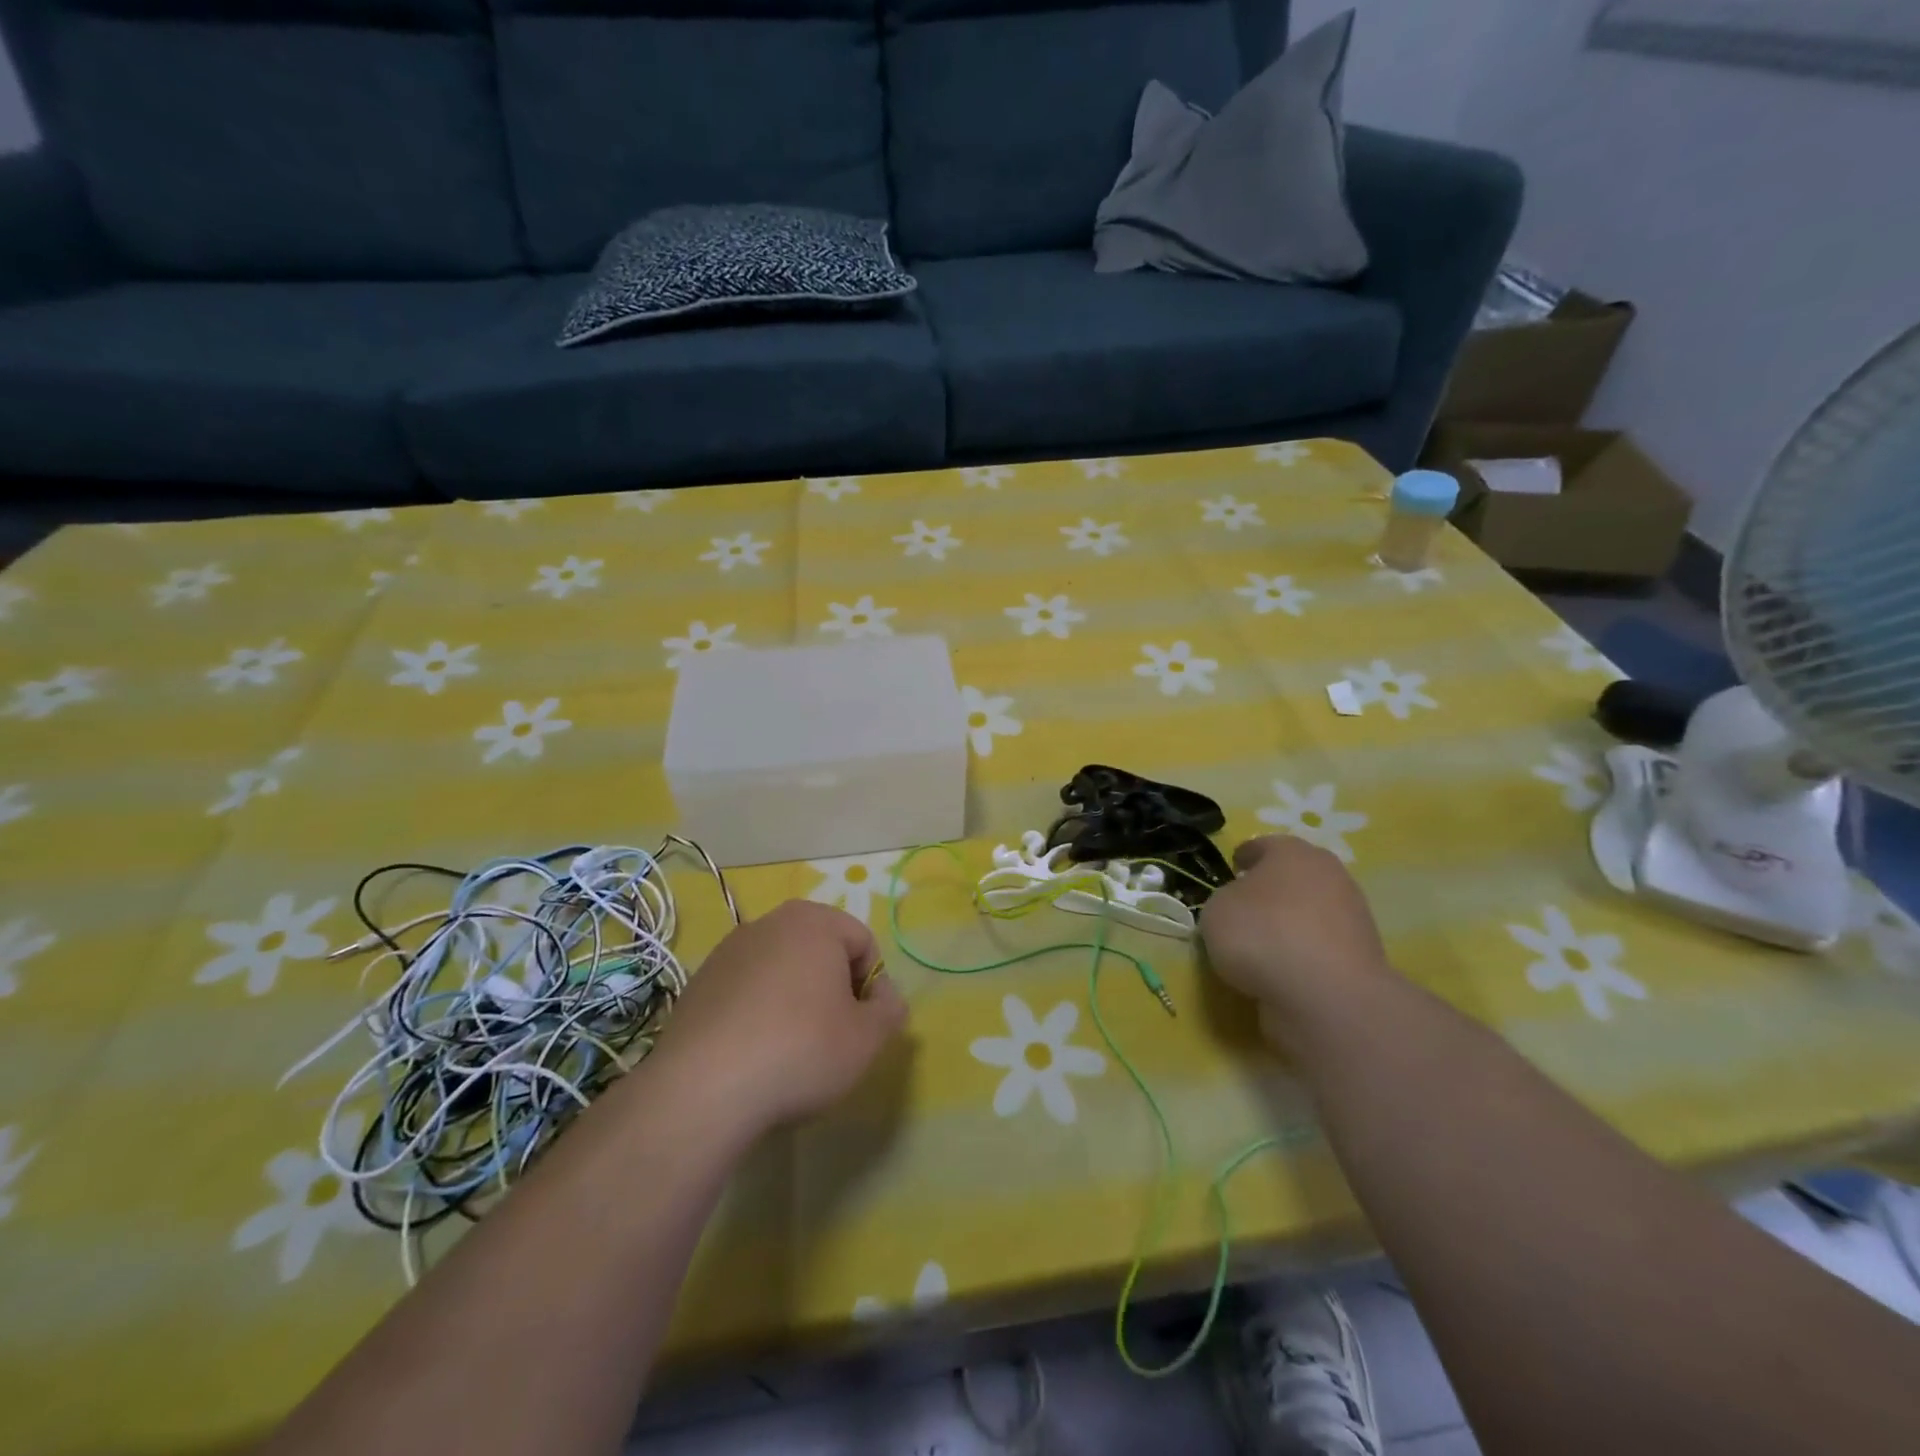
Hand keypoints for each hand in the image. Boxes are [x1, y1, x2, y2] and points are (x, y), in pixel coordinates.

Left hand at [651, 899, 907, 1135]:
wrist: (703, 1089)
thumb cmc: (801, 1051)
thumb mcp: (867, 1038)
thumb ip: (890, 1010)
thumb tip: (885, 996)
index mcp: (814, 922)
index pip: (863, 943)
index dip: (871, 986)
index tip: (861, 1025)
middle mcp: (769, 922)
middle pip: (821, 951)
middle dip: (832, 989)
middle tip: (831, 1037)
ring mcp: (728, 950)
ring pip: (782, 970)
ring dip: (795, 1000)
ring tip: (789, 1049)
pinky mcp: (699, 982)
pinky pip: (746, 990)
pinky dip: (758, 1012)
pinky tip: (753, 1053)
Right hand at [1200, 836, 1396, 1046]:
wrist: (1327, 995)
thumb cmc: (1262, 934)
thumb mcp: (1217, 909)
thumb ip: (1226, 899)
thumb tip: (1241, 906)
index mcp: (1292, 852)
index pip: (1263, 845)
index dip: (1244, 857)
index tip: (1232, 870)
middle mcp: (1329, 874)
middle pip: (1294, 875)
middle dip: (1273, 887)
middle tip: (1247, 906)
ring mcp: (1353, 915)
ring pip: (1312, 910)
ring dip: (1292, 922)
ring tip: (1264, 945)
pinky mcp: (1363, 955)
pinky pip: (1322, 946)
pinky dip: (1306, 952)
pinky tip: (1285, 969)